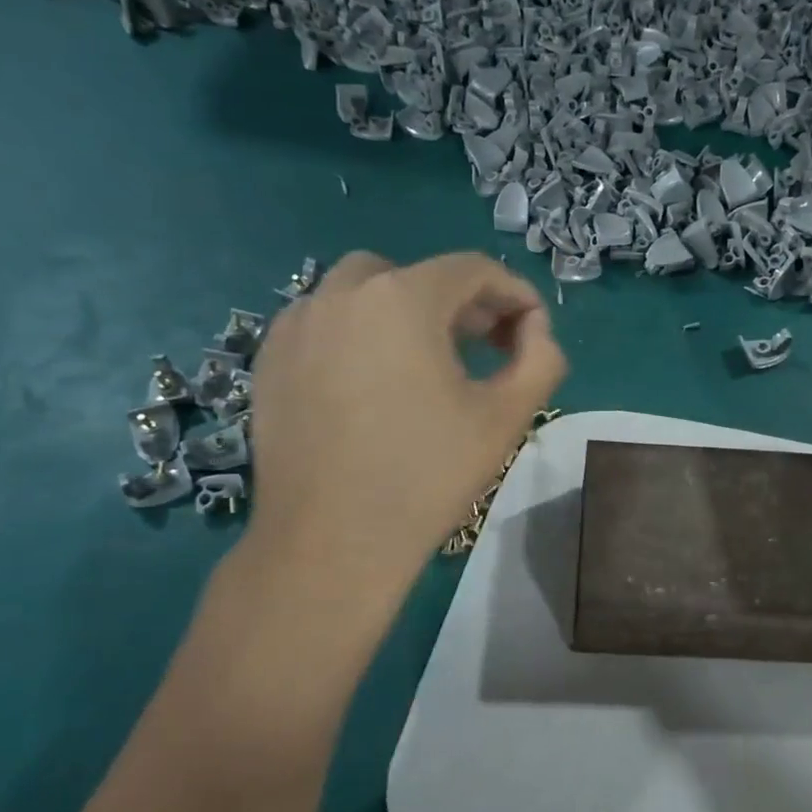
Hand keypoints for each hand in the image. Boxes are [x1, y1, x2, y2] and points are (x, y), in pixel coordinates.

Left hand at [241, 250, 565, 588]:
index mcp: (402, 298)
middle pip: (416, 276)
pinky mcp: (269, 360)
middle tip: (486, 347)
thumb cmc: (427, 475)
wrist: (332, 542)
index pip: (472, 269)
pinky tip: (374, 383)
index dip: (513, 293)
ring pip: (363, 293)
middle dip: (459, 303)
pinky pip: (325, 323)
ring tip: (427, 363)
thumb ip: (541, 358)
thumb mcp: (507, 416)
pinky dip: (359, 334)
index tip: (533, 330)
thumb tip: (536, 330)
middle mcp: (341, 294)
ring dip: (405, 313)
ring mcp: (296, 325)